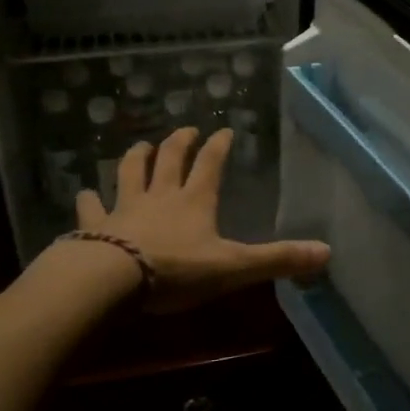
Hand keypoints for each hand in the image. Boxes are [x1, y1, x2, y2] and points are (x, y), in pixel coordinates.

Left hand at [75, 127, 329, 311]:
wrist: (111, 280)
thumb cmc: (175, 271)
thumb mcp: (233, 267)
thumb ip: (277, 260)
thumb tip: (326, 252)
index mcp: (195, 201)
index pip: (210, 165)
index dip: (219, 146)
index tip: (224, 130)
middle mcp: (160, 196)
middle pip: (170, 160)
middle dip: (180, 142)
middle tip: (186, 129)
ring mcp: (124, 208)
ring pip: (130, 173)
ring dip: (136, 157)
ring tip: (141, 144)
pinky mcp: (95, 225)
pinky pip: (91, 207)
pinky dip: (88, 199)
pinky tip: (82, 192)